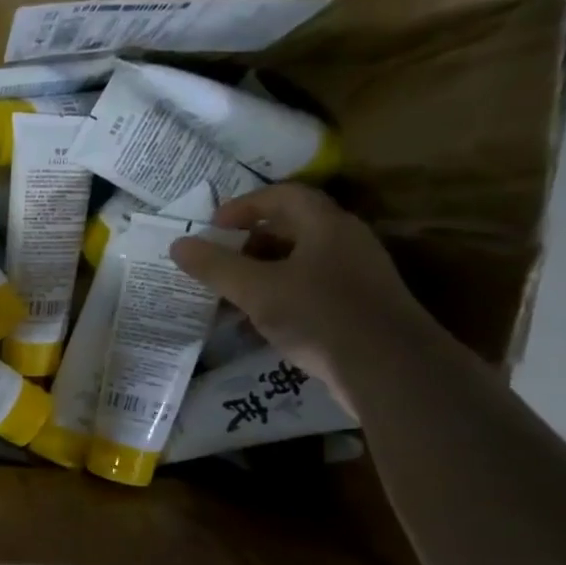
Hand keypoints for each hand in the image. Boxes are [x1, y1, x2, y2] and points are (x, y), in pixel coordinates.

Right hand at [170, 182, 435, 402]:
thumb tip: (178, 244)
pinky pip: (306, 290)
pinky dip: (276, 298)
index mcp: (326, 225)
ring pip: (297, 263)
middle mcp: (344, 242)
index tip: (211, 227)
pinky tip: (255, 325)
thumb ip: (216, 267)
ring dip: (259, 275)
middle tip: (215, 262)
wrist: (387, 368)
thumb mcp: (257, 291)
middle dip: (247, 244)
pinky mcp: (354, 306)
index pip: (282, 196)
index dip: (244, 206)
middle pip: (290, 228)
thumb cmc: (320, 316)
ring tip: (227, 297)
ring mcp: (353, 275)